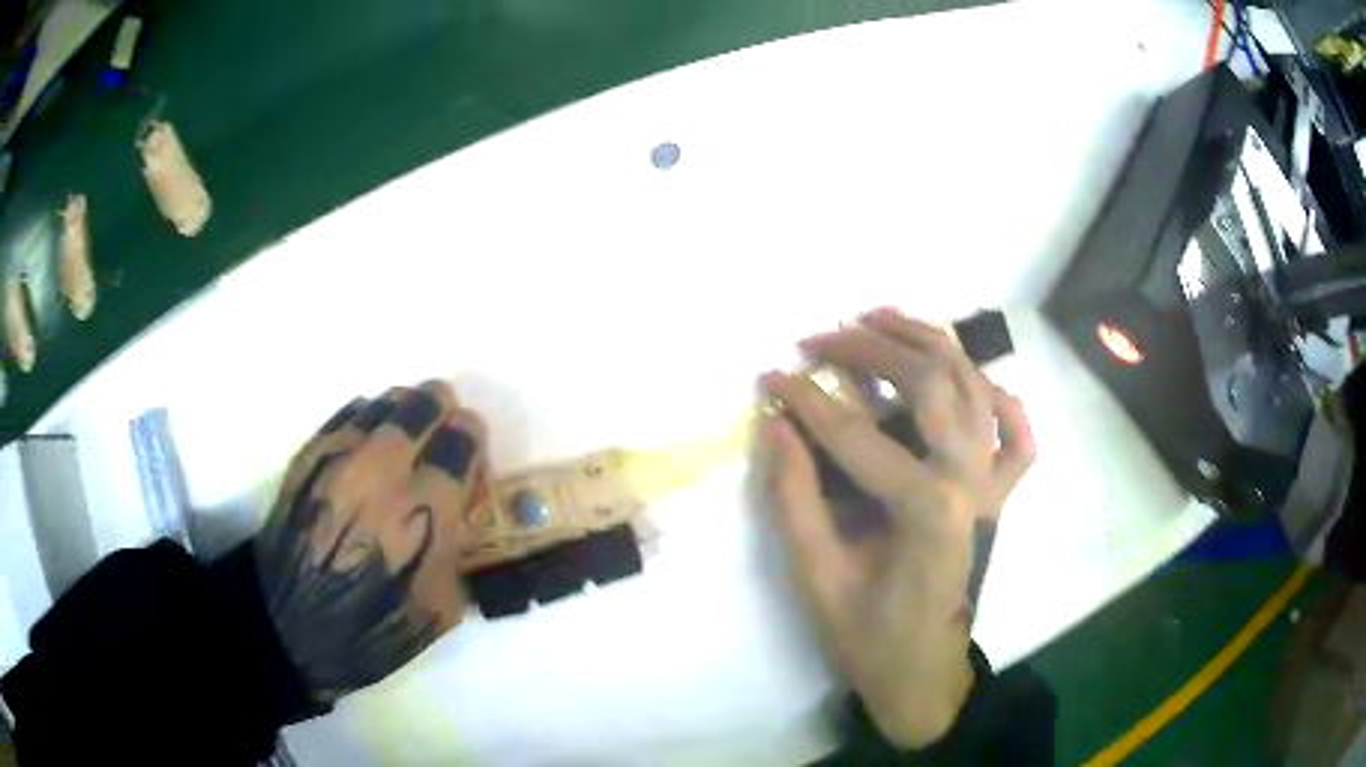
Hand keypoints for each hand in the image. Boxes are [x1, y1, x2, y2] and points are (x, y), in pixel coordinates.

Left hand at [254, 381, 491, 701]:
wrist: (296, 626)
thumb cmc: (377, 626)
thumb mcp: (444, 605)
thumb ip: (461, 549)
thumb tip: (463, 516)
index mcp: (428, 509)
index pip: (463, 438)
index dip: (472, 436)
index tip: (470, 445)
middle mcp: (386, 470)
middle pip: (425, 404)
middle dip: (442, 408)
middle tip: (443, 422)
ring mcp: (342, 457)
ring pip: (384, 403)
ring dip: (404, 408)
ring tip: (406, 425)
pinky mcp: (310, 455)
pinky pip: (348, 415)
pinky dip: (367, 418)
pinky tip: (369, 435)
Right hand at [759, 308, 1034, 747]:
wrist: (924, 673)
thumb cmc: (868, 636)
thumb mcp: (816, 578)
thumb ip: (794, 499)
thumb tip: (776, 425)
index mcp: (926, 508)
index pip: (856, 433)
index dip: (805, 400)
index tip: (768, 378)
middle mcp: (970, 479)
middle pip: (928, 381)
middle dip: (868, 347)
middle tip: (819, 336)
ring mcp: (993, 482)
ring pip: (973, 384)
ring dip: (928, 342)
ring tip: (880, 317)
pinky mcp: (1000, 493)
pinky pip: (1017, 432)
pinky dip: (999, 397)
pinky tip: (971, 381)